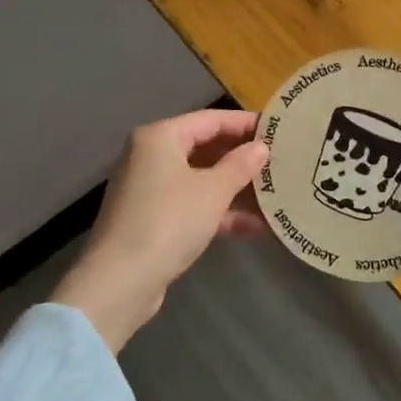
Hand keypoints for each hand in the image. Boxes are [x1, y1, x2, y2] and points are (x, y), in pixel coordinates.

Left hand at [52, 109, 268, 351]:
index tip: (279, 130)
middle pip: (205, 148)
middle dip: (241, 157)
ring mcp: (150, 190)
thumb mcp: (213, 191)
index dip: (245, 123)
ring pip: (200, 179)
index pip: (211, 119)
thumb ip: (240, 165)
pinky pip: (192, 205)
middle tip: (279, 160)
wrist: (121, 281)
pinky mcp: (152, 220)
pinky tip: (254, 226)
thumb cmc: (169, 221)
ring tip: (274, 193)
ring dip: (235, 188)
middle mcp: (150, 157)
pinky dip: (219, 212)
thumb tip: (261, 148)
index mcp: (160, 138)